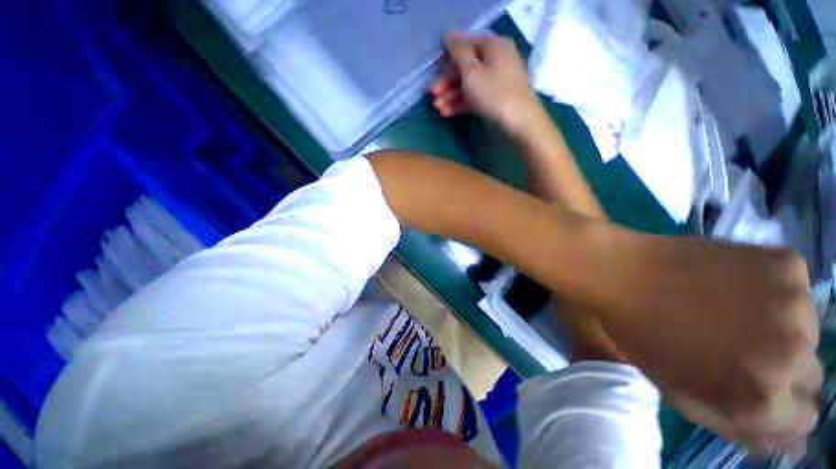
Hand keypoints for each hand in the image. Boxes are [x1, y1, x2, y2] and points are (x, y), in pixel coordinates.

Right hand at [432, 32, 543, 137]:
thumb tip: (449, 34)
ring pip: (469, 84)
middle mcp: (496, 60)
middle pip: (466, 67)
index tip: (433, 71)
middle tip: (432, 95)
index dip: (447, 57)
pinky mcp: (495, 98)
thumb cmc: (494, 94)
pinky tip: (447, 112)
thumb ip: (458, 53)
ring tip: (438, 108)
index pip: (466, 45)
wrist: (520, 124)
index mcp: (493, 46)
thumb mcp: (472, 72)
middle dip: (447, 82)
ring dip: (451, 95)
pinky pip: (475, 96)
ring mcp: (496, 81)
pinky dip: (461, 103)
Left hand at [593, 232, 821, 449]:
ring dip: (781, 330)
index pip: (803, 420)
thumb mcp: (687, 396)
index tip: (759, 388)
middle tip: (740, 348)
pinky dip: (774, 292)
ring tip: (731, 313)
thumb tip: (793, 442)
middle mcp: (793, 355)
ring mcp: (797, 304)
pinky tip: (734, 285)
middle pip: (811, 377)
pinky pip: (797, 289)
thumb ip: (743, 426)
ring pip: (808, 332)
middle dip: (783, 371)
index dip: (781, 407)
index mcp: (762, 399)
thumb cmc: (643, 337)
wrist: (620, 273)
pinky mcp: (789, 264)